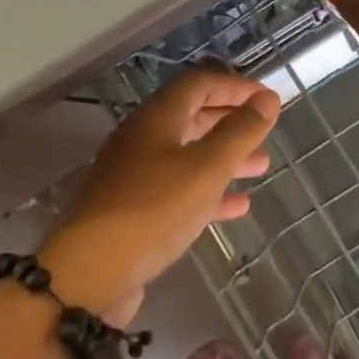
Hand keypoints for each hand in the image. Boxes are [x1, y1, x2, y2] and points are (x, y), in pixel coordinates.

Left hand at [41, 70, 278, 323]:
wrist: (90, 274)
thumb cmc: (154, 210)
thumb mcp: (206, 168)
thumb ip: (239, 133)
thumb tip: (267, 100)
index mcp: (156, 118)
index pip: (199, 84)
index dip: (236, 87)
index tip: (268, 99)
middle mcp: (142, 139)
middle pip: (192, 117)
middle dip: (231, 122)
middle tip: (265, 131)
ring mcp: (134, 176)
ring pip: (187, 156)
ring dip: (225, 158)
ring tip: (261, 167)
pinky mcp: (134, 210)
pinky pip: (178, 190)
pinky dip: (209, 193)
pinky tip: (236, 207)